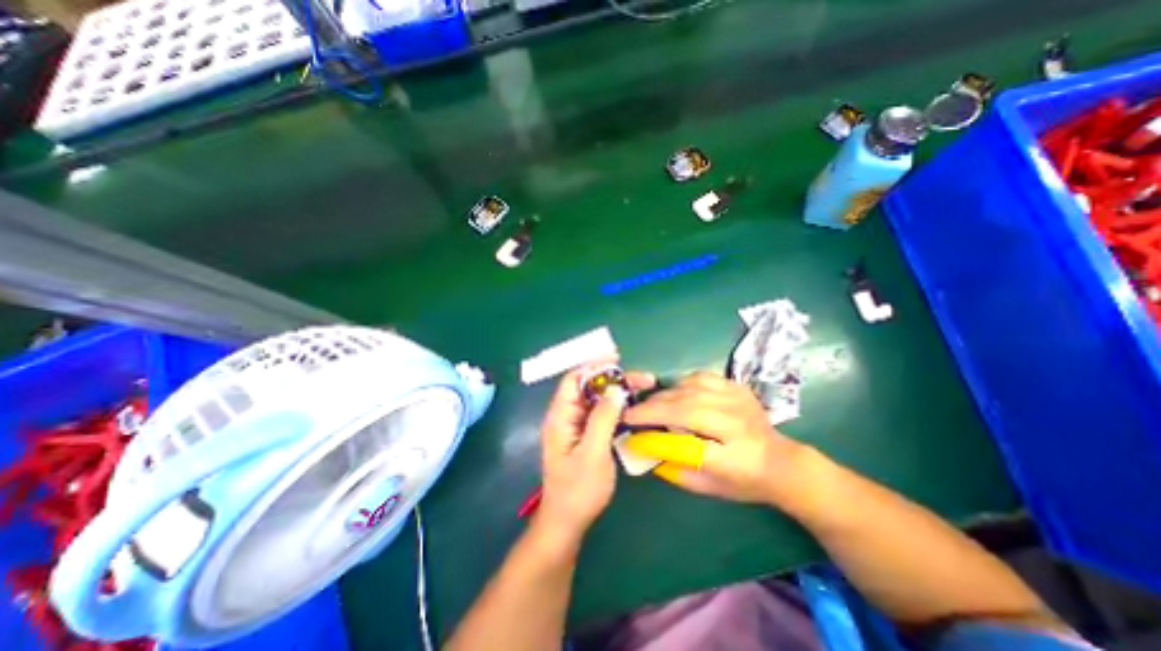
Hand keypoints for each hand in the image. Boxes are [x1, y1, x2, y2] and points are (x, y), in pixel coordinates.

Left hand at [535, 363, 652, 540]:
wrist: (568, 521)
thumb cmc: (578, 489)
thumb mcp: (593, 452)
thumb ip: (603, 418)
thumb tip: (616, 389)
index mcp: (561, 416)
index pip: (573, 379)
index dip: (593, 365)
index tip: (617, 359)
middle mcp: (567, 416)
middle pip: (589, 387)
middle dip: (614, 379)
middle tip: (644, 379)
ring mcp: (576, 426)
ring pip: (597, 399)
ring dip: (618, 392)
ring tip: (644, 388)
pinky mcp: (586, 435)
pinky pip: (601, 414)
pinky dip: (616, 407)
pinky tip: (633, 407)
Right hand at [626, 375, 808, 505]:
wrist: (781, 460)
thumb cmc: (743, 480)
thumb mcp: (708, 487)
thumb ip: (675, 469)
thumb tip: (644, 447)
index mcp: (733, 459)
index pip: (687, 443)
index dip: (655, 434)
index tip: (630, 428)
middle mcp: (737, 425)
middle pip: (686, 409)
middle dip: (653, 408)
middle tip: (632, 412)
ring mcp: (738, 400)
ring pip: (690, 389)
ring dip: (664, 395)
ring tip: (650, 404)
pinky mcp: (736, 386)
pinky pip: (700, 377)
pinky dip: (681, 383)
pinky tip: (674, 393)